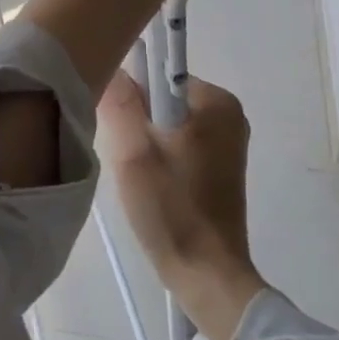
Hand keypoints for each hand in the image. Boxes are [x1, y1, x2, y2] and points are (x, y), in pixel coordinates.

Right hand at [98, 70, 266, 339]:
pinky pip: (178, 142)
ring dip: (144, 141)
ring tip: (138, 175)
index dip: (129, 96)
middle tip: (126, 157)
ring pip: (166, 123)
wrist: (207, 275)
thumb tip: (109, 64)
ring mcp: (227, 141)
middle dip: (136, 121)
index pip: (156, 74)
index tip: (115, 126)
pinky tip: (151, 184)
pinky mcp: (220, 165)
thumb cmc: (172, 209)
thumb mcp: (133, 153)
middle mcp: (228, 114)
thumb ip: (118, 103)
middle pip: (161, 99)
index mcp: (216, 102)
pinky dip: (159, 155)